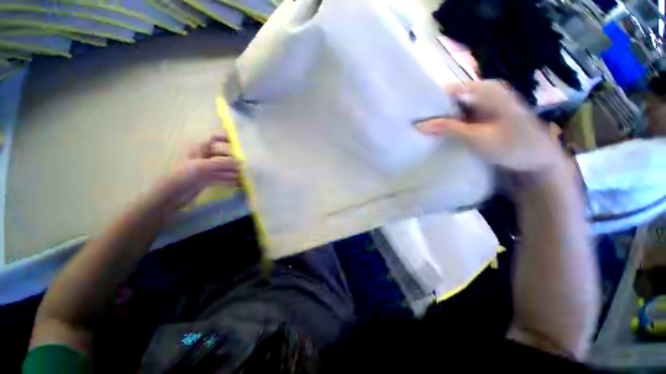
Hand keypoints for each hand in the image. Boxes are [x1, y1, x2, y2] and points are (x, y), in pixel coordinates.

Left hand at [150, 134, 239, 212]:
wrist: (172, 195)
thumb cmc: (185, 175)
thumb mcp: (204, 166)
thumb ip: (224, 163)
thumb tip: (241, 162)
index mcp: (200, 149)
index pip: (214, 139)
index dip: (225, 139)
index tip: (238, 144)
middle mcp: (204, 157)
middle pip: (223, 155)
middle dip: (233, 160)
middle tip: (244, 166)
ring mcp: (207, 169)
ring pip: (224, 167)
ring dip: (233, 171)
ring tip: (243, 176)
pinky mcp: (208, 180)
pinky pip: (222, 177)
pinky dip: (230, 179)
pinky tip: (238, 183)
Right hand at [417, 81, 564, 175]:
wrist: (539, 160)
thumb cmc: (514, 147)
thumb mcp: (478, 138)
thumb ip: (449, 129)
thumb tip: (419, 125)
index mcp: (487, 90)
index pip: (449, 90)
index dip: (431, 101)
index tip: (414, 115)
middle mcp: (484, 93)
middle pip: (451, 99)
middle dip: (434, 112)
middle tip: (416, 126)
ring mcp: (484, 105)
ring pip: (454, 109)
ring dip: (441, 120)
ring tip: (423, 130)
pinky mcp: (482, 116)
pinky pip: (460, 117)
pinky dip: (449, 124)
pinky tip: (439, 133)